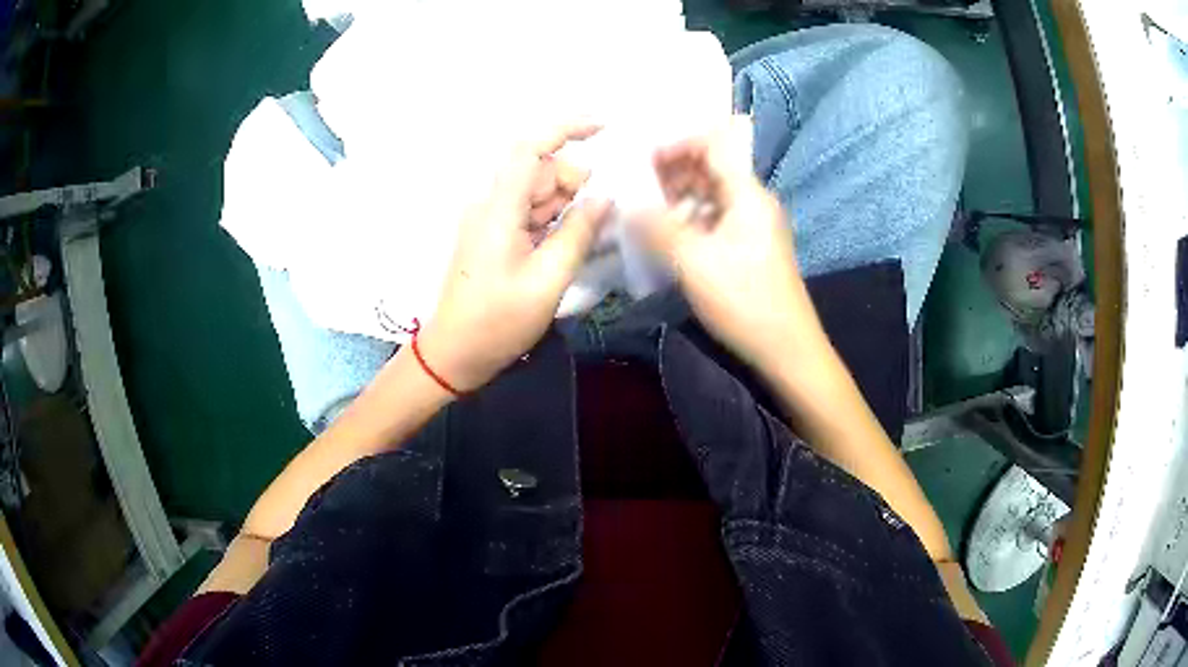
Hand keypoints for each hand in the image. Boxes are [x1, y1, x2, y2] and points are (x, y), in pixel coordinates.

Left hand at [417, 125, 611, 391]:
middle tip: (595, 223)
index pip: (529, 148)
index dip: (566, 129)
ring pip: (538, 192)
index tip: (604, 126)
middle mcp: (492, 204)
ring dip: (566, 205)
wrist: (455, 353)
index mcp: (499, 209)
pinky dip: (555, 220)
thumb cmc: (497, 321)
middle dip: (574, 184)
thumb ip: (578, 233)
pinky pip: (531, 213)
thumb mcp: (548, 280)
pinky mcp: (495, 236)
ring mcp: (492, 220)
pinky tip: (570, 242)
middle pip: (540, 170)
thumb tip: (605, 198)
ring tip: (584, 239)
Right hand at [632, 116, 823, 372]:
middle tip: (635, 185)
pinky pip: (716, 218)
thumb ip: (657, 227)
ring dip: (678, 196)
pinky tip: (667, 235)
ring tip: (644, 211)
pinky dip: (690, 218)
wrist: (787, 348)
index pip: (714, 144)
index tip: (642, 158)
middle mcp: (754, 201)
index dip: (676, 144)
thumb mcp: (693, 262)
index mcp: (747, 194)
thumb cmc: (743, 299)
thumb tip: (627, 204)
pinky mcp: (751, 246)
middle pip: (711, 167)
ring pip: (712, 194)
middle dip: (672, 170)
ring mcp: (754, 224)